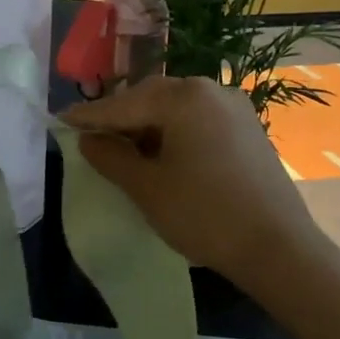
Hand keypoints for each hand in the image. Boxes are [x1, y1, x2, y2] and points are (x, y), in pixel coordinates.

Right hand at [63, 75, 316, 283]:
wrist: (278, 248)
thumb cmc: (203, 214)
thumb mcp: (146, 187)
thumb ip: (110, 157)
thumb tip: (88, 140)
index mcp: (183, 97)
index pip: (123, 104)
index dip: (89, 116)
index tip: (61, 120)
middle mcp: (210, 90)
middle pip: (150, 99)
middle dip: (120, 119)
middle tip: (91, 137)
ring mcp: (234, 108)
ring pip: (176, 110)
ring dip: (148, 126)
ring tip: (125, 150)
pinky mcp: (248, 129)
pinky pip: (199, 121)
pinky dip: (174, 133)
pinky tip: (163, 156)